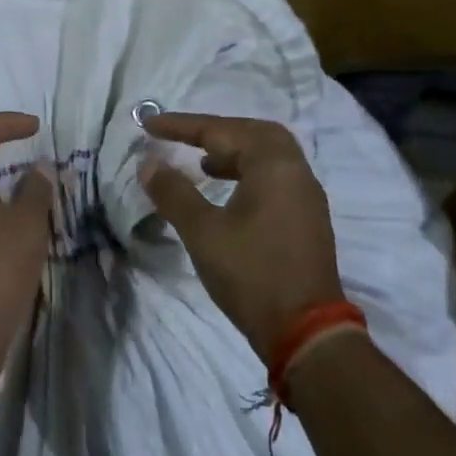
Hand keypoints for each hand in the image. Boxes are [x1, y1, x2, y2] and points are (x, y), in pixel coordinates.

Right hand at [139, 113, 344, 359]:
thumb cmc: (251, 274)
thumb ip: (174, 192)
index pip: (221, 131)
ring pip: (268, 154)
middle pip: (253, 132)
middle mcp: (295, 170)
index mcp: (273, 164)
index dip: (180, 126)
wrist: (306, 332)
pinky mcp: (307, 218)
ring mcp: (306, 195)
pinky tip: (227, 191)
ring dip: (233, 151)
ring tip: (201, 163)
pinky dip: (248, 171)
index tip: (147, 124)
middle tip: (182, 137)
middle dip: (215, 130)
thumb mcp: (202, 232)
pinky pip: (276, 175)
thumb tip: (148, 163)